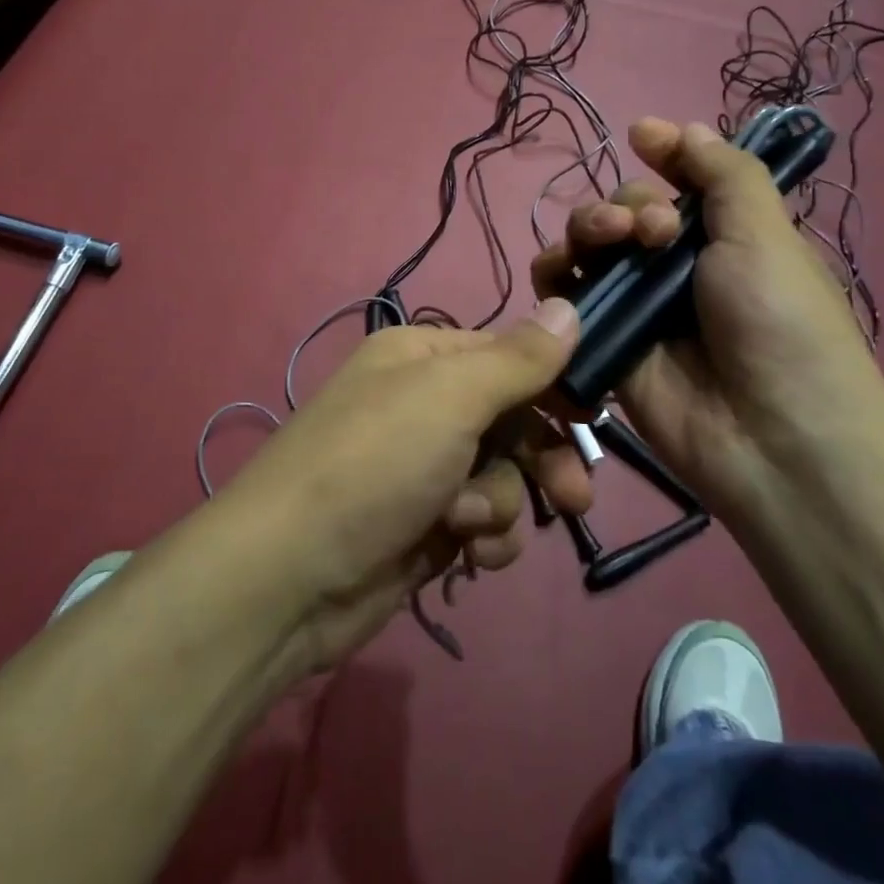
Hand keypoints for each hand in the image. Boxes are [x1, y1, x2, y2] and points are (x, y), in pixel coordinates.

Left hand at [220, 301, 591, 669]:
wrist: (290, 577)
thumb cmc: (375, 464)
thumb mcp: (451, 396)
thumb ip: (519, 358)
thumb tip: (568, 306)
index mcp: (423, 357)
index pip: (509, 356)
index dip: (554, 384)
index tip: (593, 416)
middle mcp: (423, 405)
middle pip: (513, 420)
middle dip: (542, 458)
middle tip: (574, 496)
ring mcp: (424, 468)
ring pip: (504, 476)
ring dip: (500, 503)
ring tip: (468, 524)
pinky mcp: (425, 526)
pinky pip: (484, 523)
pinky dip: (484, 539)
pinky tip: (465, 556)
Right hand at [532, 118, 883, 505]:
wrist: (773, 440)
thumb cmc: (782, 325)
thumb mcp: (767, 234)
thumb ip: (724, 174)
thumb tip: (681, 125)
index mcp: (724, 237)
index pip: (679, 181)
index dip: (660, 155)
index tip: (641, 136)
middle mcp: (676, 267)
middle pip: (622, 211)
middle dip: (625, 204)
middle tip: (650, 231)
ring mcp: (637, 307)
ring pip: (587, 248)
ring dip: (586, 229)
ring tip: (607, 243)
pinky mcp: (604, 343)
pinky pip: (565, 299)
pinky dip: (557, 279)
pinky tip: (564, 275)